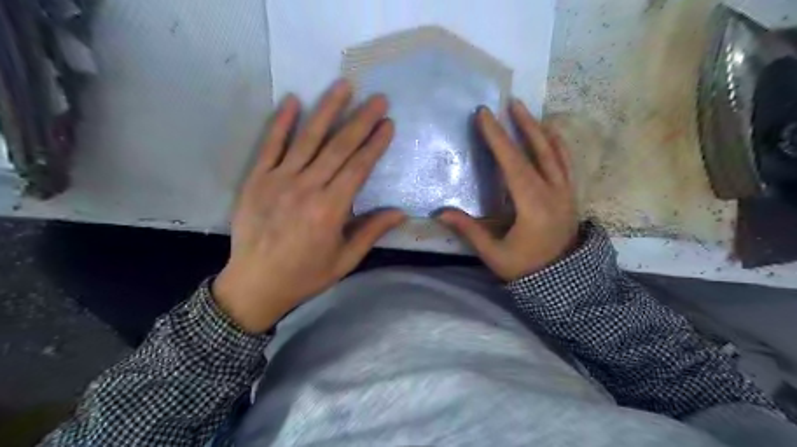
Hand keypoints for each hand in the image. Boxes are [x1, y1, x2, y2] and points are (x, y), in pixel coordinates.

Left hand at [213, 79, 404, 331]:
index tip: (388, 124)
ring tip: (343, 86)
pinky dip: (281, 122)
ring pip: (308, 139)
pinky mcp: (257, 179)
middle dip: (361, 120)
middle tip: (378, 98)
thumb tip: (401, 213)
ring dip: (327, 110)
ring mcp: (279, 180)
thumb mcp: (345, 260)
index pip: (359, 168)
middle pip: (339, 147)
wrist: (255, 284)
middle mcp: (307, 188)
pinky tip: (293, 100)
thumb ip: (371, 232)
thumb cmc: (305, 275)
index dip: (375, 144)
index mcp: (331, 209)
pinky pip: (270, 145)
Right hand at [439, 102, 576, 282]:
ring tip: (526, 112)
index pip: (513, 164)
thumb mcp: (494, 254)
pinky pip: (565, 163)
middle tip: (510, 103)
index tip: (485, 115)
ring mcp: (566, 193)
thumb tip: (440, 213)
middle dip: (522, 125)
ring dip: (539, 130)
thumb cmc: (526, 269)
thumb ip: (469, 230)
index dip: (497, 138)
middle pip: (538, 151)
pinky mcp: (570, 196)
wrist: (563, 282)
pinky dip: (557, 145)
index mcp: (533, 206)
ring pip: (555, 153)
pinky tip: (550, 135)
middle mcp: (553, 193)